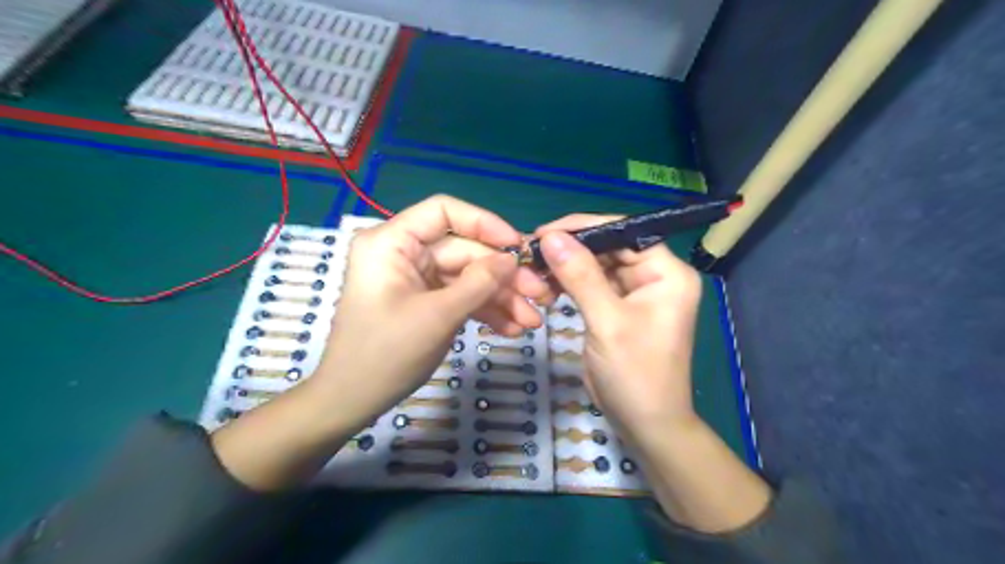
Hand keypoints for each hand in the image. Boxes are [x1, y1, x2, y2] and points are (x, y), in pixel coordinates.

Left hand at [314, 196, 549, 428]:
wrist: (353, 401)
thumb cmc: (386, 354)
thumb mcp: (438, 315)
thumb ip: (479, 283)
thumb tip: (513, 260)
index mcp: (392, 241)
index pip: (444, 211)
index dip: (485, 223)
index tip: (517, 247)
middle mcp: (404, 253)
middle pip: (465, 250)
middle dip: (503, 277)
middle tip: (539, 297)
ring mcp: (416, 278)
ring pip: (468, 276)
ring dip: (500, 298)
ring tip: (531, 322)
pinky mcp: (425, 300)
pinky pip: (460, 296)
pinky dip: (485, 310)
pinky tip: (511, 329)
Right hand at [533, 214, 701, 441]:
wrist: (644, 424)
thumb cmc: (635, 374)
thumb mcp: (607, 322)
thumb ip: (580, 275)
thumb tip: (551, 237)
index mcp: (667, 273)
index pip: (625, 233)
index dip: (585, 227)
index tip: (545, 231)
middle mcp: (655, 276)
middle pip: (609, 247)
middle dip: (571, 249)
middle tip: (532, 250)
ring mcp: (636, 292)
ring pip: (597, 265)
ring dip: (566, 266)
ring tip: (533, 268)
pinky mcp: (618, 308)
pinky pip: (592, 285)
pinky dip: (569, 284)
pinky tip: (546, 285)